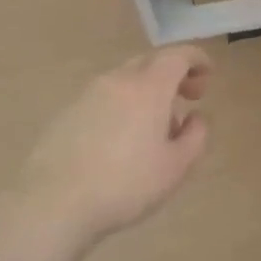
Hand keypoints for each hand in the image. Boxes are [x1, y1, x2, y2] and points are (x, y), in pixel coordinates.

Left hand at [18, 48, 212, 242]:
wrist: (53, 204)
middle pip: (149, 63)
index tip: (207, 75)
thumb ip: (196, 136)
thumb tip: (194, 117)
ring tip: (155, 128)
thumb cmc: (125, 184)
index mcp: (148, 88)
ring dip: (146, 92)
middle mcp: (117, 81)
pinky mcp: (66, 114)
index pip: (177, 56)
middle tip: (187, 98)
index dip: (197, 60)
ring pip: (125, 80)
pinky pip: (103, 99)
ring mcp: (87, 96)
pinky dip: (122, 106)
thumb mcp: (176, 167)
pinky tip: (121, 140)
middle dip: (172, 74)